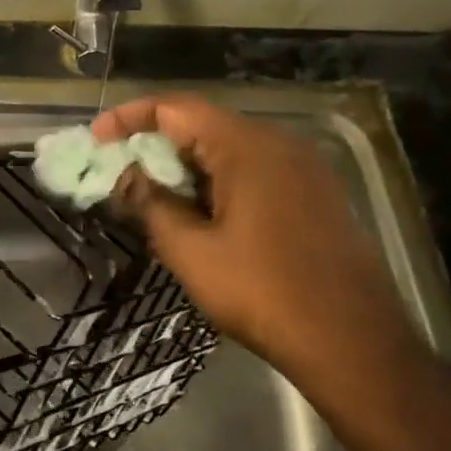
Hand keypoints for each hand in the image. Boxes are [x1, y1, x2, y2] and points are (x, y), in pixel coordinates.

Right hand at [94, 96, 421, 380]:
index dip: (130, 117)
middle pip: (203, 126)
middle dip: (156, 147)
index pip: (176, 108)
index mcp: (247, 147)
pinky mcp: (316, 195)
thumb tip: (129, 178)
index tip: (96, 138)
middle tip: (121, 177)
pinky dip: (218, 184)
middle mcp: (279, 144)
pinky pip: (255, 172)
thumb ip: (152, 205)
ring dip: (187, 169)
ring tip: (155, 201)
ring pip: (229, 151)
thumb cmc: (263, 292)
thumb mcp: (191, 251)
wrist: (354, 342)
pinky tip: (201, 218)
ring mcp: (304, 169)